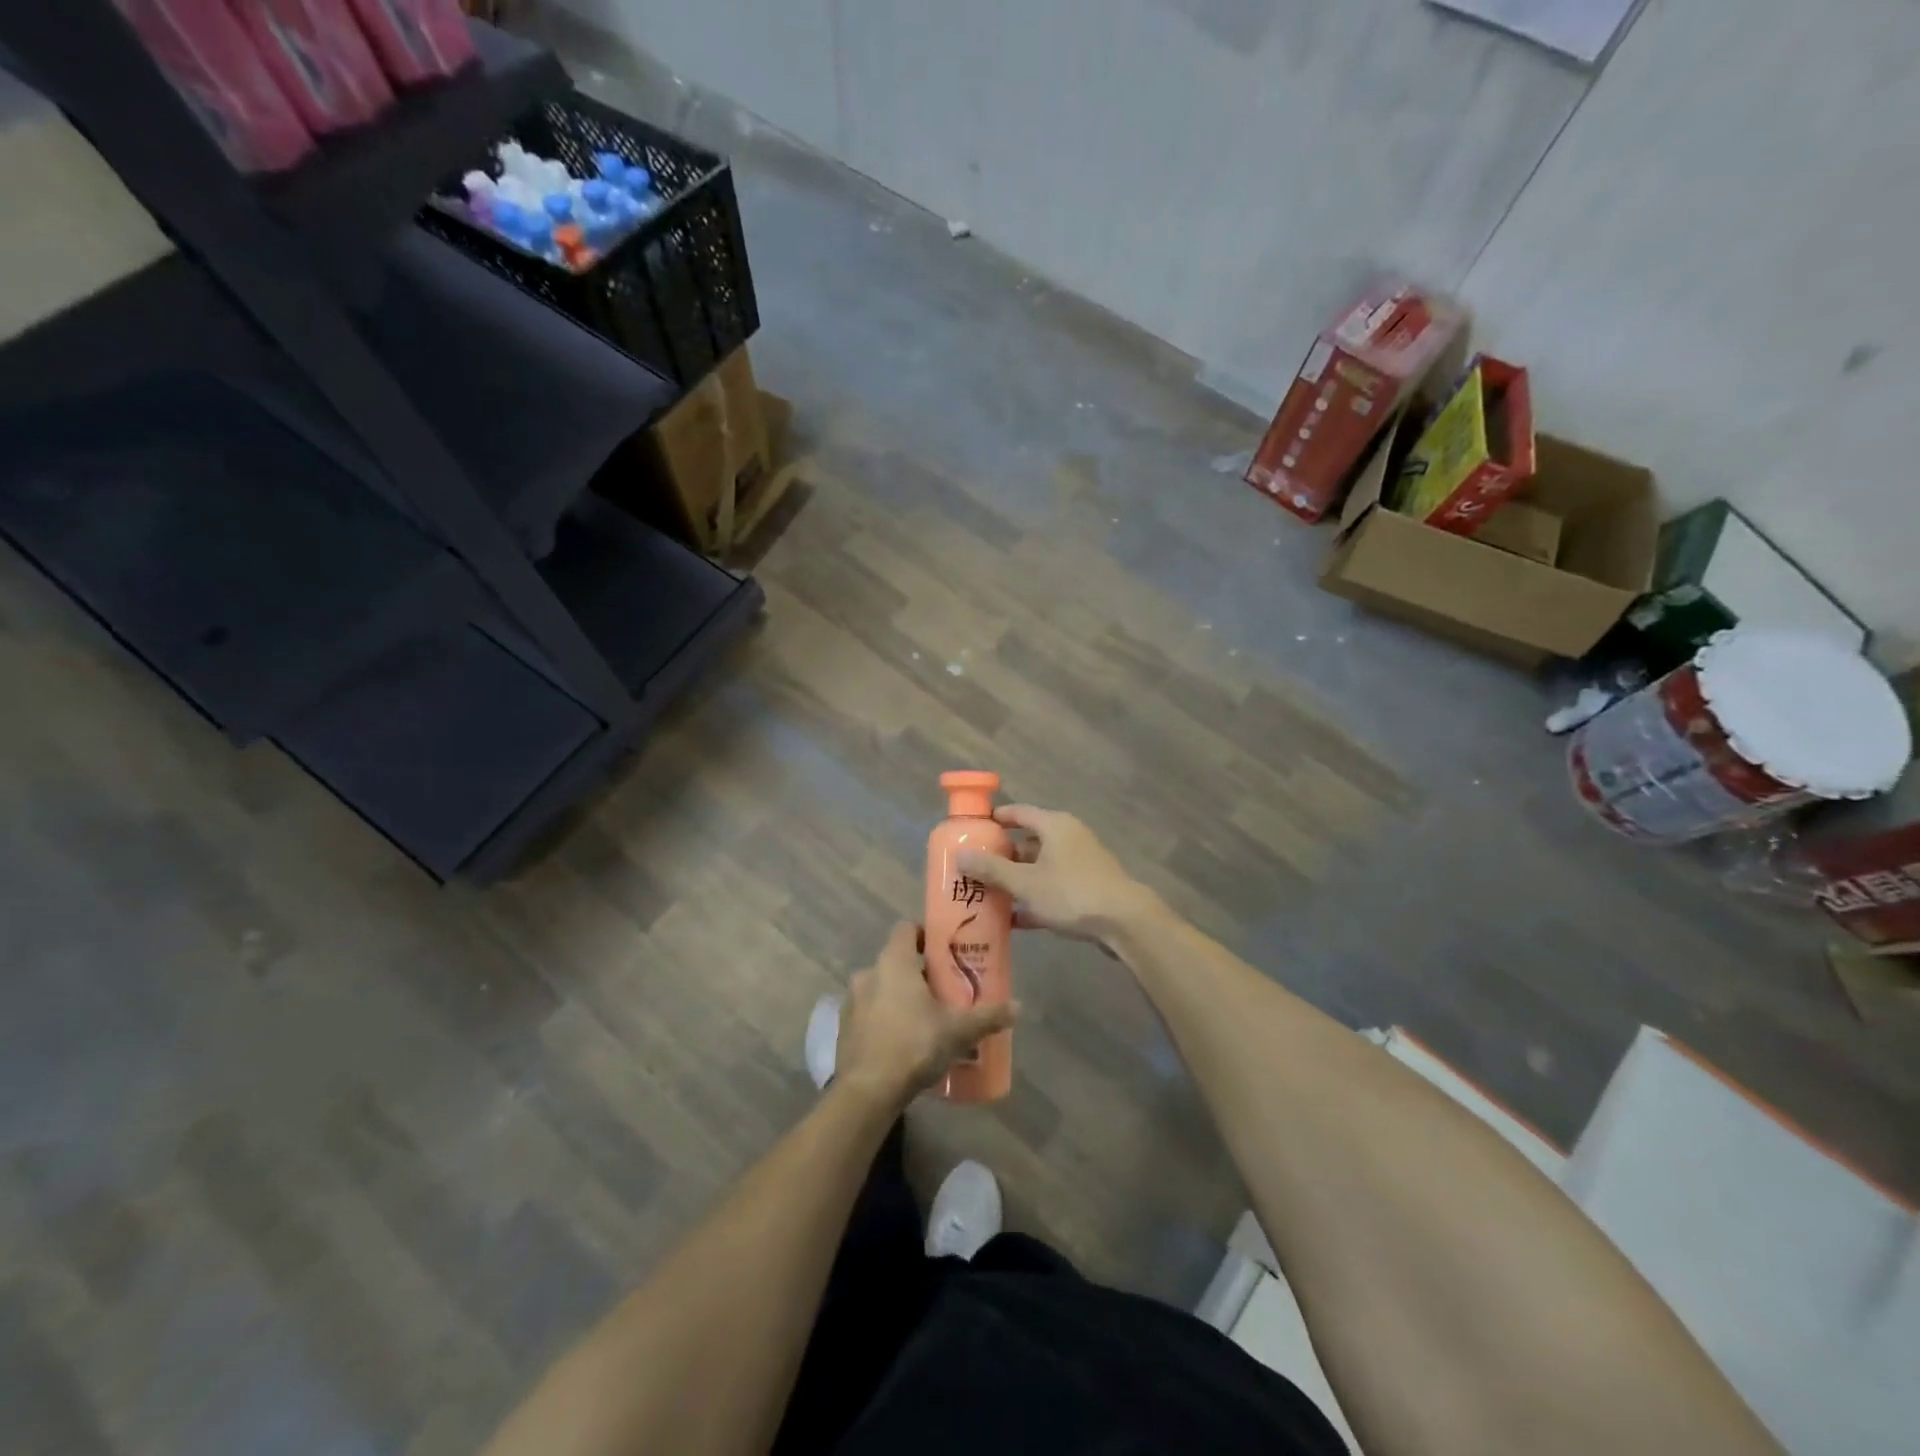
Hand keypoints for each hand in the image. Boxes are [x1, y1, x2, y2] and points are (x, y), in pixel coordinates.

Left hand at [837, 922, 1017, 1104]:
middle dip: (919, 971)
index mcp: (894, 962)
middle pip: (896, 960)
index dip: (924, 934)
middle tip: (944, 990)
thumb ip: (987, 1016)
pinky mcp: (844, 1027)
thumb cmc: (914, 1045)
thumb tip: (1018, 1007)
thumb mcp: (958, 1031)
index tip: (944, 951)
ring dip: (900, 996)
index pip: (906, 928)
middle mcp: (869, 973)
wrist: (867, 1091)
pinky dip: (885, 1018)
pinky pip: (869, 1012)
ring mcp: (852, 1001)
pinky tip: (903, 1041)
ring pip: (881, 987)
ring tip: (925, 1018)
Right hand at [956, 805, 1155, 943]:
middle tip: (973, 868)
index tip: (972, 830)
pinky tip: (1014, 920)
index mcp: (1055, 826)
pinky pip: (1053, 889)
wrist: (1124, 923)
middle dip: (1001, 856)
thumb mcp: (1025, 882)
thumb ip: (992, 869)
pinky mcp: (1087, 889)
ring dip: (1016, 880)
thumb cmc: (1072, 893)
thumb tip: (959, 855)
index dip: (995, 819)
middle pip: (1028, 841)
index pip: (1019, 812)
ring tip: (987, 894)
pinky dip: (1034, 899)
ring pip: (1040, 868)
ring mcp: (1080, 864)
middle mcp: (1068, 838)